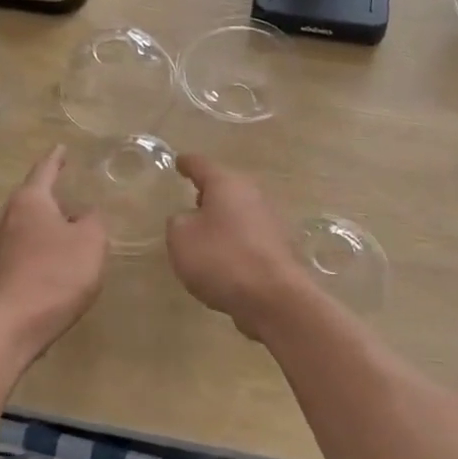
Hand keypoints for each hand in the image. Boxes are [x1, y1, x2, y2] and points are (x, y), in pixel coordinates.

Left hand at [0, 146, 108, 356]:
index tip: (62, 147)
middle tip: (70, 186)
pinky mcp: (0, 269)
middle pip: (31, 195)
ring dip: (45, 218)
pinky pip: (23, 243)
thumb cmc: (57, 274)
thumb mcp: (91, 242)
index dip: (57, 158)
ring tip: (67, 220)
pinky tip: (56, 252)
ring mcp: (0, 244)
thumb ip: (94, 220)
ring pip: (26, 220)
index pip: (45, 169)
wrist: (16, 324)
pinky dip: (40, 240)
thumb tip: (87, 213)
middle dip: (50, 191)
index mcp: (30, 200)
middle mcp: (8, 215)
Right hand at [166, 155, 306, 338]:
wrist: (273, 297)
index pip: (202, 165)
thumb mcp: (181, 238)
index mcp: (227, 184)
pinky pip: (249, 235)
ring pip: (240, 211)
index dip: (187, 164)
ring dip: (224, 217)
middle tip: (193, 197)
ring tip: (205, 231)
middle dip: (209, 192)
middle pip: (227, 186)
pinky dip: (235, 240)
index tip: (179, 161)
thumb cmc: (221, 259)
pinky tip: (225, 256)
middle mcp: (253, 194)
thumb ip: (178, 221)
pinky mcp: (278, 246)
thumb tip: (190, 218)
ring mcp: (270, 220)